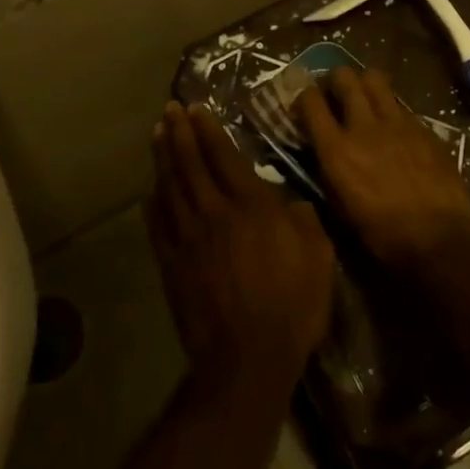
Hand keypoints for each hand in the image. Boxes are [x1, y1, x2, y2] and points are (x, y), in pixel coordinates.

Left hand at [148, 102, 336, 405]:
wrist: (247, 359)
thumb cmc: (292, 306)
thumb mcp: (319, 257)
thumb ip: (304, 221)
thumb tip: (291, 203)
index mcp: (252, 207)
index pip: (224, 157)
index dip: (209, 131)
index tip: (195, 109)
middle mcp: (215, 213)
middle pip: (191, 164)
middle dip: (179, 134)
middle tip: (169, 110)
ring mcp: (188, 239)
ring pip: (171, 188)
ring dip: (163, 159)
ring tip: (157, 135)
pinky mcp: (172, 265)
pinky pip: (158, 225)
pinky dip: (153, 203)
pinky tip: (150, 190)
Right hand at [296, 68, 469, 269]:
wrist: (439, 237)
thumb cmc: (382, 235)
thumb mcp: (340, 209)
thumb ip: (327, 173)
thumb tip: (322, 154)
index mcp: (336, 150)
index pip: (310, 102)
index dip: (304, 96)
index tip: (305, 103)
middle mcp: (363, 126)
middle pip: (344, 77)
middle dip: (335, 80)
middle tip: (335, 93)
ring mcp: (397, 122)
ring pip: (375, 79)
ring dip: (364, 83)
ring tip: (364, 97)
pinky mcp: (423, 126)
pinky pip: (401, 103)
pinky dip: (391, 107)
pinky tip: (394, 124)